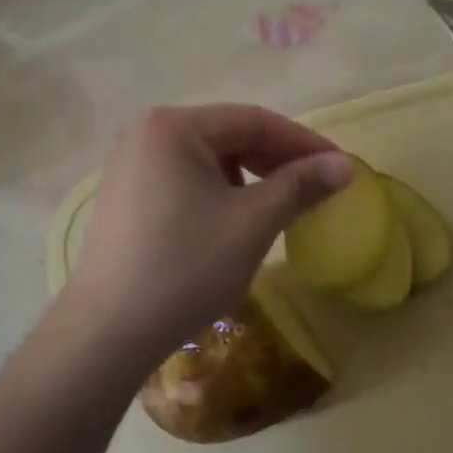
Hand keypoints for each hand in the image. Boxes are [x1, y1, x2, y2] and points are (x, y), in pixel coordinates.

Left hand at [49, 105, 351, 375]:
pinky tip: (237, 220)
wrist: (107, 332)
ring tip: (281, 206)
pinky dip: (220, 193)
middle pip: (229, 135)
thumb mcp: (251, 223)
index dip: (303, 143)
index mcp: (172, 125)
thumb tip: (345, 165)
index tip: (342, 166)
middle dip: (277, 161)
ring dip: (251, 178)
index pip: (253, 120)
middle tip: (318, 187)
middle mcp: (146, 132)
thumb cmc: (184, 268)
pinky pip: (186, 179)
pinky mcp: (127, 195)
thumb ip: (300, 186)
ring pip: (209, 160)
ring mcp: (131, 164)